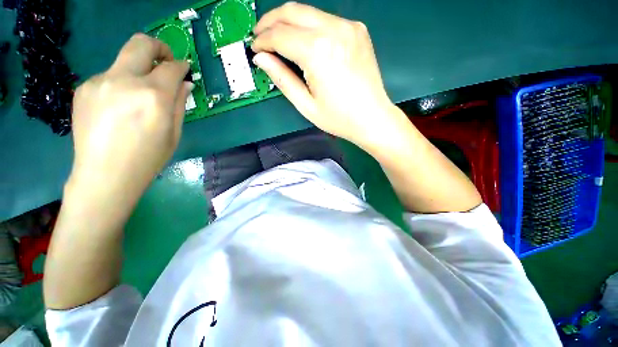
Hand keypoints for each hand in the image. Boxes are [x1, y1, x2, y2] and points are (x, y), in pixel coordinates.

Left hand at [69, 33, 191, 204]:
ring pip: (124, 62)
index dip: (181, 65)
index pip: (171, 67)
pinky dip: (120, 84)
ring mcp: (99, 82)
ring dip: (137, 72)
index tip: (184, 69)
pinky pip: (109, 77)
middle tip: (165, 61)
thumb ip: (179, 103)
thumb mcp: (174, 133)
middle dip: (158, 47)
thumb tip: (184, 83)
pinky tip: (119, 107)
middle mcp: (124, 81)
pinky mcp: (83, 88)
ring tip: (138, 97)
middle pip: (141, 43)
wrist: (105, 175)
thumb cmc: (148, 158)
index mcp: (153, 96)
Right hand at [252, 2, 400, 147]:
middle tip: (260, 36)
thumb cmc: (339, 118)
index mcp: (318, 52)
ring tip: (279, 39)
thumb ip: (282, 79)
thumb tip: (261, 59)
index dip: (263, 40)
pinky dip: (309, 27)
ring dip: (289, 22)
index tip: (254, 49)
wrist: (372, 118)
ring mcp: (349, 26)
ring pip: (309, 12)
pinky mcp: (357, 30)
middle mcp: (334, 30)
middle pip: (292, 11)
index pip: (280, 35)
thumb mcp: (306, 105)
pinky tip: (306, 43)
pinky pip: (326, 20)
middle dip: (271, 21)